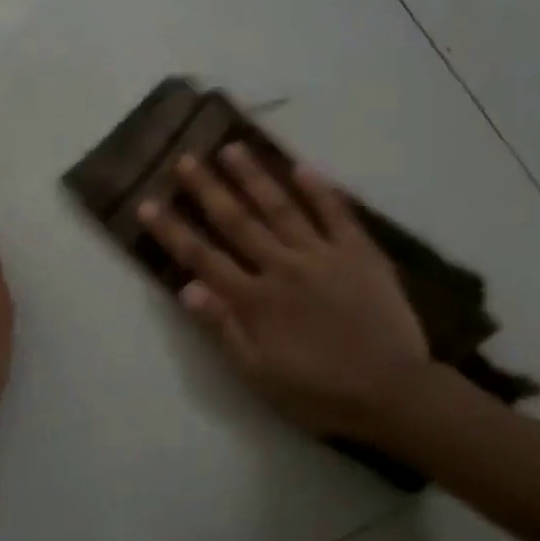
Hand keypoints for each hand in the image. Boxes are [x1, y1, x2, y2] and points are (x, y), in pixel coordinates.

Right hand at [138, 145, 436, 442]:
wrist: (392, 393)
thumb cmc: (319, 392)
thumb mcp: (258, 375)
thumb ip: (223, 329)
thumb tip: (186, 288)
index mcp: (255, 300)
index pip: (203, 258)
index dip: (172, 231)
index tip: (148, 203)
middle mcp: (283, 267)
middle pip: (238, 222)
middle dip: (208, 189)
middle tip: (186, 158)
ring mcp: (322, 255)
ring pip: (281, 207)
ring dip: (254, 177)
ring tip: (232, 147)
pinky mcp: (359, 253)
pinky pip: (336, 214)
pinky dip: (319, 190)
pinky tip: (301, 167)